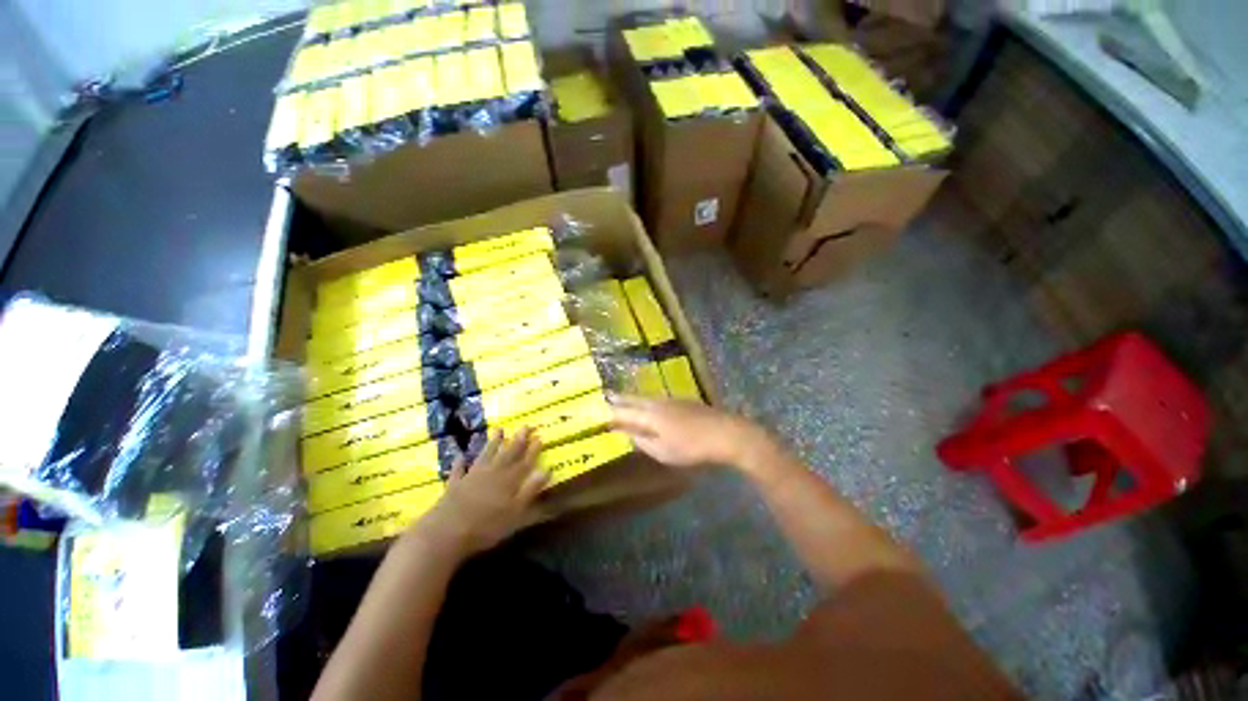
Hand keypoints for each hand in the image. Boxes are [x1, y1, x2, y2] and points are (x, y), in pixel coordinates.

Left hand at [412, 428, 547, 556]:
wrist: (446, 532)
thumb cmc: (486, 526)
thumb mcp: (515, 512)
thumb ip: (530, 490)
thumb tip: (546, 470)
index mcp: (509, 481)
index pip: (525, 462)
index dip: (533, 450)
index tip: (540, 437)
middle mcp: (493, 473)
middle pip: (508, 454)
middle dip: (518, 440)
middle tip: (525, 426)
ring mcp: (472, 477)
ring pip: (486, 455)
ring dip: (493, 443)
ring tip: (499, 430)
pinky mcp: (455, 485)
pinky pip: (459, 470)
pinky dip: (460, 463)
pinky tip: (461, 456)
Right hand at [610, 395, 775, 470]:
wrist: (725, 433)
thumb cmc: (692, 447)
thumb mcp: (664, 452)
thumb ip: (643, 442)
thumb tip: (628, 434)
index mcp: (650, 415)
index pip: (623, 412)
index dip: (609, 412)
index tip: (596, 411)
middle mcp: (657, 402)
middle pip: (634, 399)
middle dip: (618, 398)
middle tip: (605, 395)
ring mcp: (671, 399)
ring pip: (646, 397)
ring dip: (632, 398)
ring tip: (622, 398)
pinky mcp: (683, 401)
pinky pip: (657, 399)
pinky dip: (646, 401)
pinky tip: (649, 405)